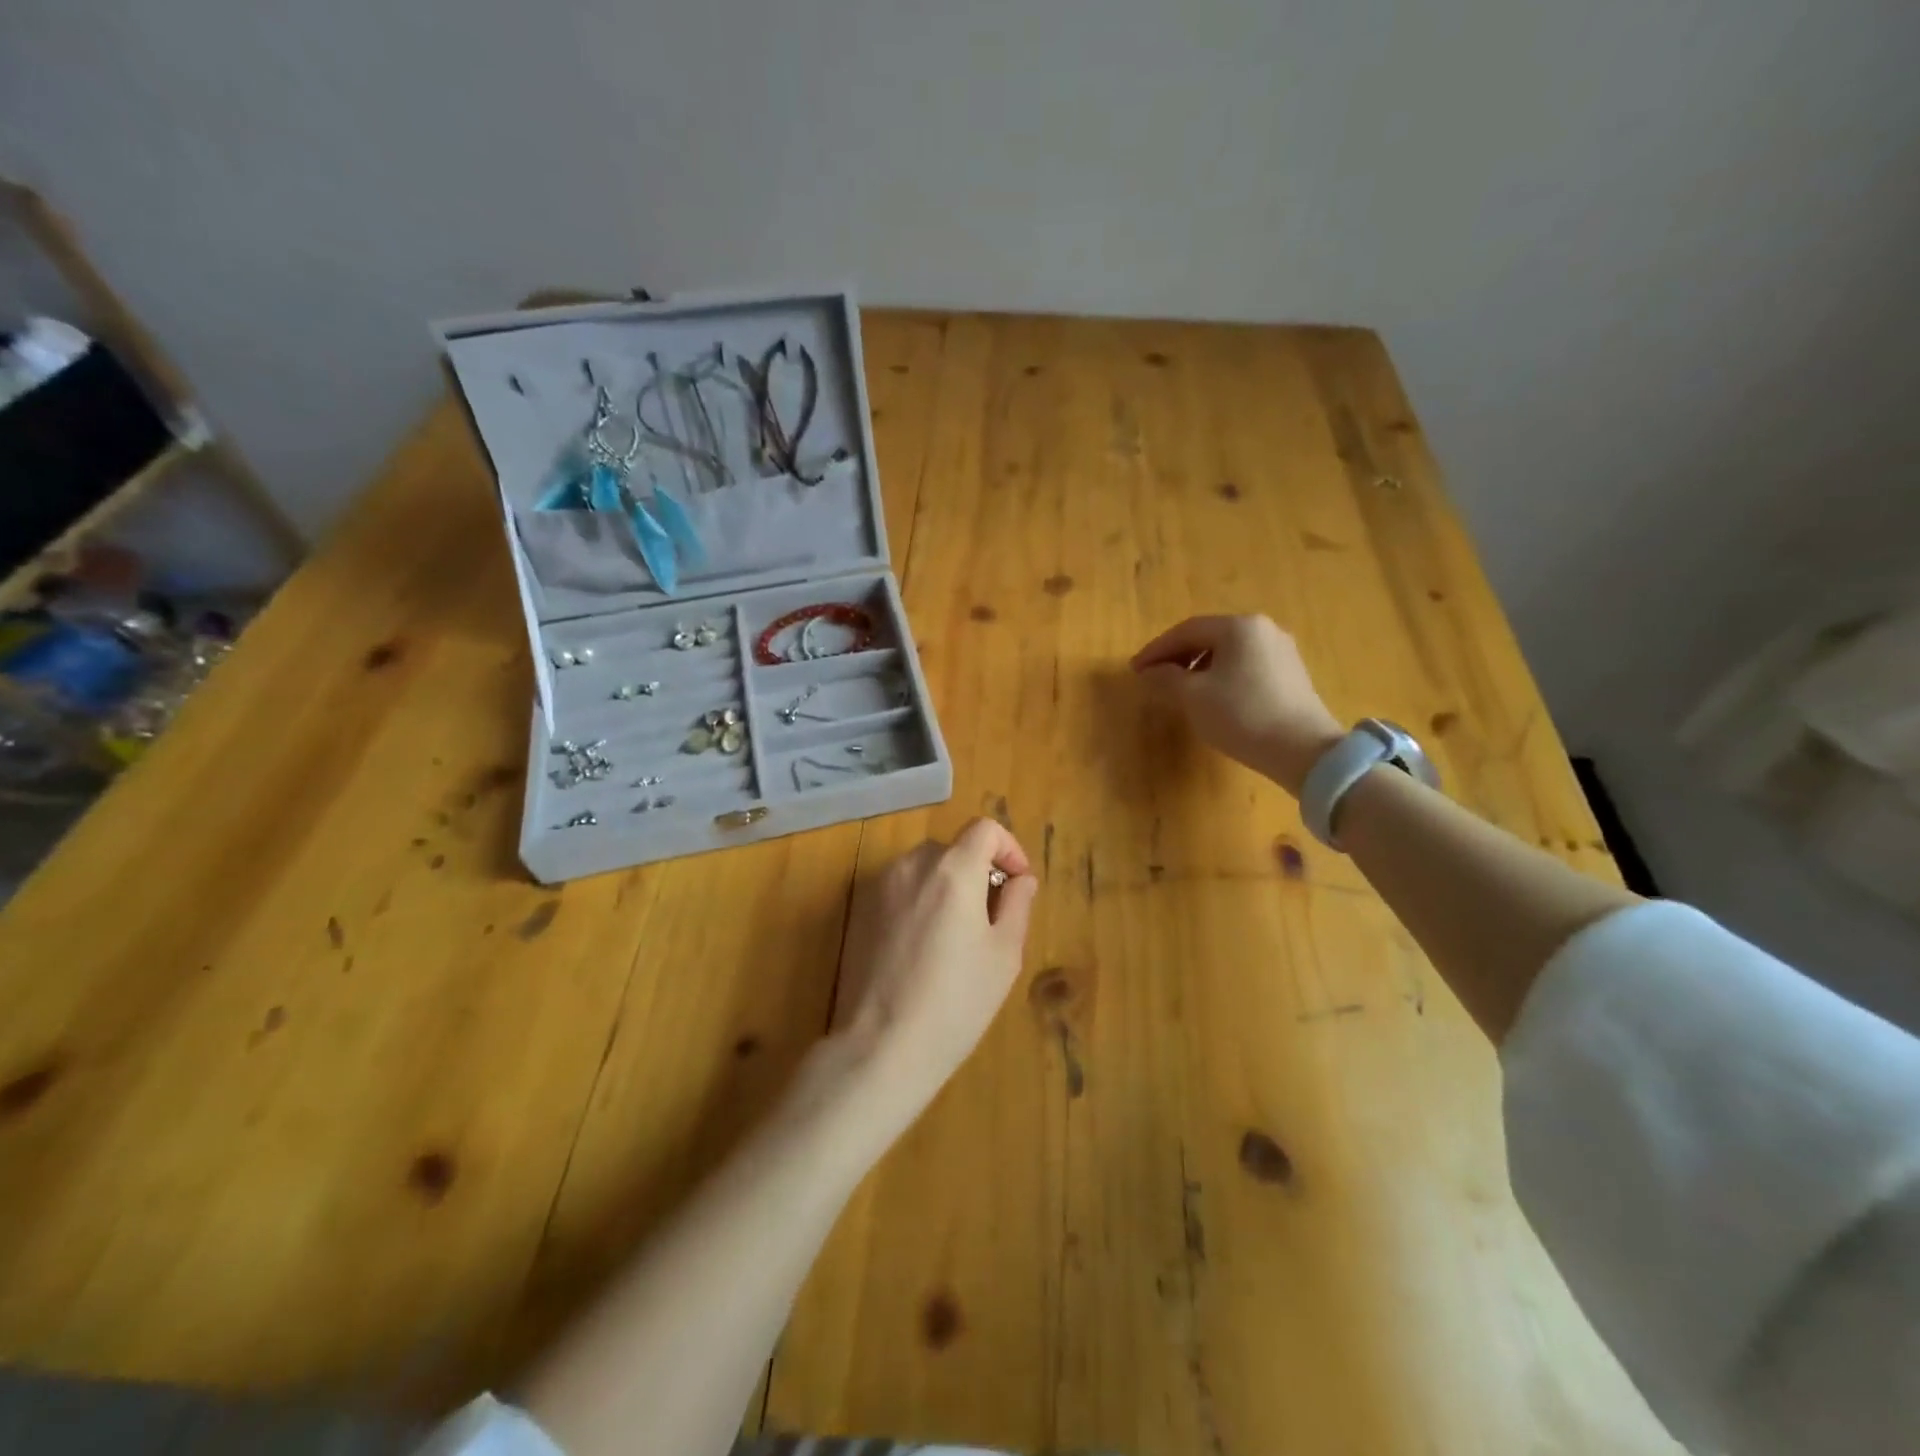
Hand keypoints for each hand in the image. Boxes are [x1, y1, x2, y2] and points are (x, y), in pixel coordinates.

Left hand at [830, 819, 1039, 1135]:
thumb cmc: (956, 1002)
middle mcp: (912, 865)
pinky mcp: (859, 909)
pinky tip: (921, 948)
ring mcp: (880, 886)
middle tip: (990, 919)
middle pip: (953, 848)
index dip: (1009, 849)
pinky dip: (918, 900)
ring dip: (946, 885)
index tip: (1017, 884)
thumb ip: (1018, 904)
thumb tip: (1020, 879)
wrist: (882, 1045)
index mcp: (953, 870)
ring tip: (955, 936)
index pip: (985, 828)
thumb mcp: (1004, 955)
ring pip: (924, 868)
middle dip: (977, 871)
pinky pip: (899, 889)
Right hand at [1131, 614, 1343, 795]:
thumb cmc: (1242, 715)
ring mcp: (1281, 651)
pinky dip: (1221, 675)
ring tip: (1179, 689)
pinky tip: (1212, 697)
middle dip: (1177, 656)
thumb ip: (1166, 678)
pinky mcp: (1291, 674)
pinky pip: (1246, 666)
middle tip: (1153, 677)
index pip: (1186, 630)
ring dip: (1198, 666)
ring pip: (1228, 652)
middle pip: (1209, 637)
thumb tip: (1149, 672)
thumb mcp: (1194, 697)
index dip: (1156, 650)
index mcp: (1238, 627)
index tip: (1135, 669)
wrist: (1303, 750)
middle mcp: (1263, 629)